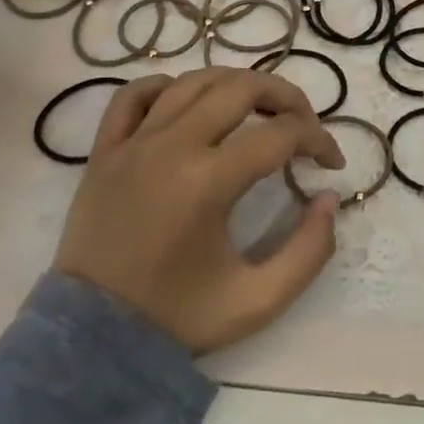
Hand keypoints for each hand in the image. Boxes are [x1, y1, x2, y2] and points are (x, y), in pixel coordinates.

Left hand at [53, 68, 344, 353]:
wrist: (90, 343)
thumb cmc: (175, 318)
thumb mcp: (258, 301)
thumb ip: (309, 250)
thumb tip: (329, 198)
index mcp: (208, 182)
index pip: (281, 134)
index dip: (319, 140)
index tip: (332, 164)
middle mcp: (171, 147)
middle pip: (241, 87)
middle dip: (286, 96)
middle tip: (304, 124)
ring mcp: (133, 143)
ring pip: (194, 81)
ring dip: (236, 84)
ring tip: (259, 108)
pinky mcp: (104, 150)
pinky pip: (134, 94)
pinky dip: (167, 86)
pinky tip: (189, 103)